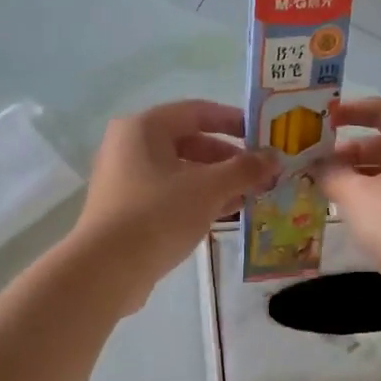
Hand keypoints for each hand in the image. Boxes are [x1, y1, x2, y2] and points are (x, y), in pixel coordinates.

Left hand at [69, 100, 278, 312]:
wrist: (106, 269)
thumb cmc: (158, 214)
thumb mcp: (208, 189)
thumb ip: (244, 169)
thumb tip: (275, 157)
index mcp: (144, 128)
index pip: (197, 111)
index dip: (234, 121)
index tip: (264, 137)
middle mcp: (130, 146)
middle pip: (189, 142)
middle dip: (228, 158)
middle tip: (262, 173)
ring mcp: (125, 179)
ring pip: (181, 171)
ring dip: (217, 181)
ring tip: (252, 196)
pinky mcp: (127, 209)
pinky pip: (169, 193)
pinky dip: (197, 199)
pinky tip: (225, 214)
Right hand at [313, 97, 380, 313]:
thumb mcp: (357, 196)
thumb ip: (332, 175)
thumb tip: (317, 165)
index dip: (353, 110)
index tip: (323, 119)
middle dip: (351, 152)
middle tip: (318, 166)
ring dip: (361, 178)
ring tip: (329, 193)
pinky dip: (376, 200)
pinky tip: (354, 218)